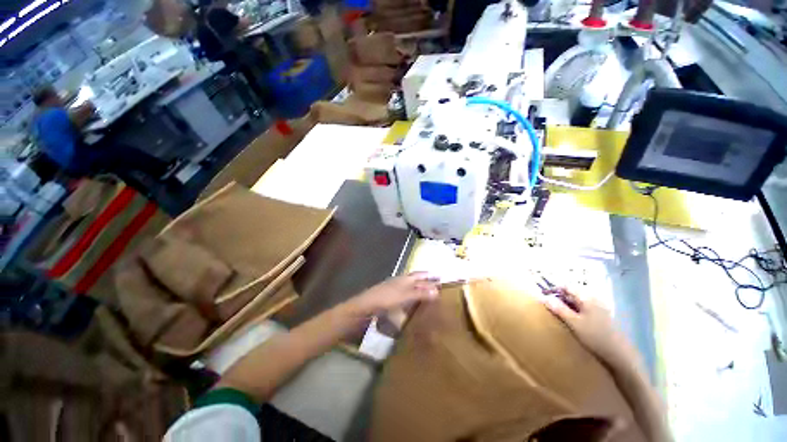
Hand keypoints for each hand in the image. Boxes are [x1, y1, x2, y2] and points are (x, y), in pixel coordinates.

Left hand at [350, 273, 439, 315]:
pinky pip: (405, 293)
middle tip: (436, 284)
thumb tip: (437, 291)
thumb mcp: (405, 296)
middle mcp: (401, 281)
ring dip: (419, 287)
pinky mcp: (390, 296)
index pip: (420, 275)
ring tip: (427, 292)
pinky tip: (412, 301)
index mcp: (405, 279)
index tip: (440, 277)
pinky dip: (411, 295)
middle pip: (415, 279)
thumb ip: (420, 293)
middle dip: (425, 281)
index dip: (429, 276)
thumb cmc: (386, 298)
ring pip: (410, 285)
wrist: (366, 305)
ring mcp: (395, 288)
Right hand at [541, 288, 637, 367]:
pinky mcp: (602, 317)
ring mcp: (599, 308)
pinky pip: (584, 309)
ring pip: (578, 301)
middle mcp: (594, 299)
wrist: (620, 355)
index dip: (554, 289)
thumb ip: (559, 309)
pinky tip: (571, 321)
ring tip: (557, 313)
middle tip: (548, 305)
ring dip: (566, 304)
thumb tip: (543, 297)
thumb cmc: (595, 337)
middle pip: (572, 293)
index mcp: (587, 297)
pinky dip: (575, 311)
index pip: (566, 286)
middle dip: (559, 297)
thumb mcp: (574, 323)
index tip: (543, 296)